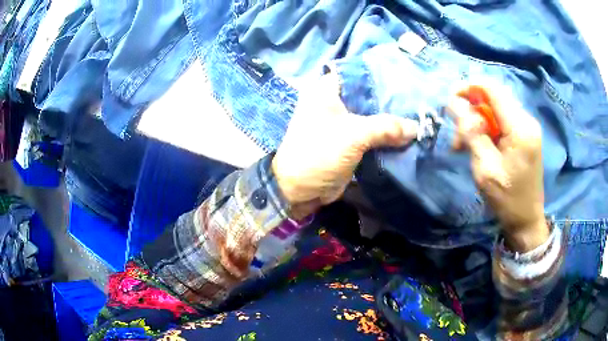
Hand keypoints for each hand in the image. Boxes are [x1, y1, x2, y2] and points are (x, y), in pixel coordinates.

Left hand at [272, 72, 417, 219]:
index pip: (360, 73)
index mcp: (327, 90)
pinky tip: (407, 135)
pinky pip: (372, 134)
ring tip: (418, 117)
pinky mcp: (348, 141)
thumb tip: (416, 127)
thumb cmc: (319, 154)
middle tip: (418, 102)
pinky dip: (386, 136)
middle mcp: (334, 101)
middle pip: (368, 96)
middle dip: (391, 101)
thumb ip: (386, 127)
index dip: (383, 77)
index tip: (408, 80)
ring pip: (372, 116)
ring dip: (391, 121)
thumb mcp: (353, 136)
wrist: (300, 190)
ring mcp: (342, 122)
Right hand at [448, 84, 548, 251]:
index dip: (469, 87)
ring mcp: (527, 126)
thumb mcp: (485, 169)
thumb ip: (471, 133)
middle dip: (471, 109)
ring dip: (477, 121)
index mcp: (520, 128)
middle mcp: (527, 120)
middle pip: (493, 98)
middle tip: (457, 135)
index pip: (492, 89)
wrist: (527, 220)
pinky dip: (487, 129)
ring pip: (495, 109)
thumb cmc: (507, 199)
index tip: (450, 98)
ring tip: (464, 145)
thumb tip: (454, 103)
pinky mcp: (525, 134)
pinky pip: (502, 120)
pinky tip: (479, 145)